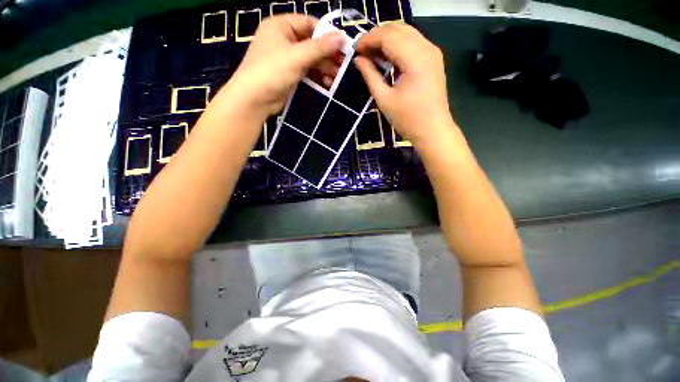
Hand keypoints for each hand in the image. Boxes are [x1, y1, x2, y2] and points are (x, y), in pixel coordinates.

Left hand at [227, 14, 344, 115]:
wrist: (255, 99)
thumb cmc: (272, 71)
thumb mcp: (297, 56)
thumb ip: (320, 47)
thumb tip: (342, 37)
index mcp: (281, 26)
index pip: (309, 24)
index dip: (327, 34)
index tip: (344, 45)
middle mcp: (284, 40)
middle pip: (312, 43)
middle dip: (328, 55)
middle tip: (343, 65)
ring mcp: (287, 59)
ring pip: (311, 60)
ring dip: (324, 68)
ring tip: (338, 76)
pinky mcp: (290, 75)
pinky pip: (307, 72)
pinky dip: (317, 77)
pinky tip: (328, 83)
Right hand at [355, 24, 453, 147]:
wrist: (433, 130)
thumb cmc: (408, 119)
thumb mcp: (384, 99)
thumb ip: (370, 76)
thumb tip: (358, 60)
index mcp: (415, 59)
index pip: (388, 36)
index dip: (369, 39)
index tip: (355, 50)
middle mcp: (427, 48)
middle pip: (398, 29)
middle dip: (377, 36)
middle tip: (362, 51)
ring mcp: (433, 52)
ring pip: (406, 32)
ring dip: (387, 39)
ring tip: (372, 54)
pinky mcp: (433, 59)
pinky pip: (413, 42)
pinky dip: (398, 45)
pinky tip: (387, 56)